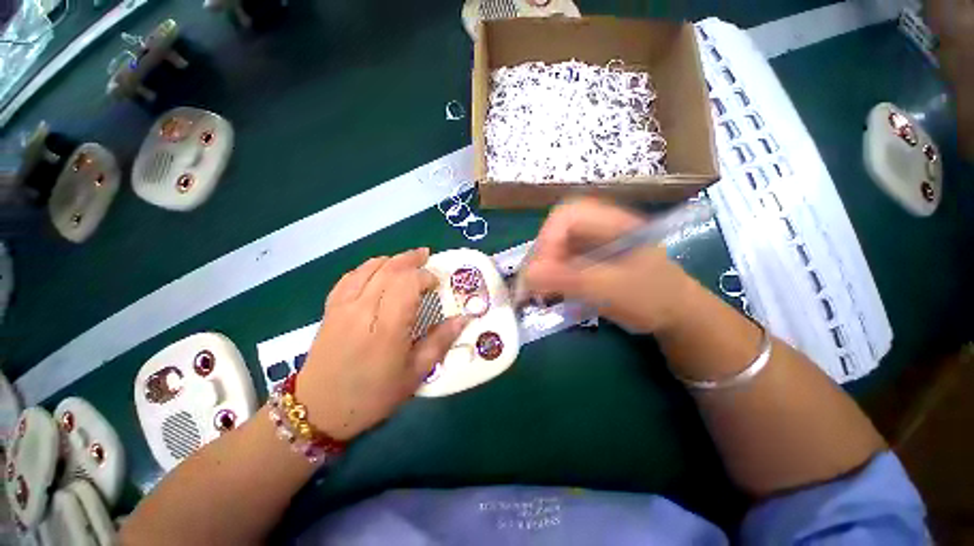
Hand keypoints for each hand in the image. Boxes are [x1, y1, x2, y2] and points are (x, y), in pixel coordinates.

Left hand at [295, 248, 466, 440]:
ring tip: (407, 260)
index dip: (425, 276)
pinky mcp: (330, 309)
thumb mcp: (414, 374)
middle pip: (389, 269)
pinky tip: (377, 270)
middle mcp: (363, 310)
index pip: (407, 284)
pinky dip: (368, 267)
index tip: (437, 283)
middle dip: (411, 259)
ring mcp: (343, 307)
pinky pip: (350, 277)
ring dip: (391, 259)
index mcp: (387, 328)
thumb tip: (464, 319)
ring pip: (369, 268)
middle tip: (427, 255)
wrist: (319, 410)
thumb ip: (440, 341)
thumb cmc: (374, 395)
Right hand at [524, 198, 692, 332]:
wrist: (675, 313)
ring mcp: (593, 242)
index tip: (540, 270)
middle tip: (533, 283)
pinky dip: (551, 275)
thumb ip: (571, 280)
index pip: (567, 215)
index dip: (548, 239)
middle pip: (557, 230)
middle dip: (541, 256)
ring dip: (543, 267)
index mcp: (612, 222)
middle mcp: (599, 226)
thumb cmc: (653, 298)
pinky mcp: (588, 258)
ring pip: (555, 246)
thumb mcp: (613, 289)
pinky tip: (551, 290)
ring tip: (538, 290)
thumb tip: (527, 275)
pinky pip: (560, 260)